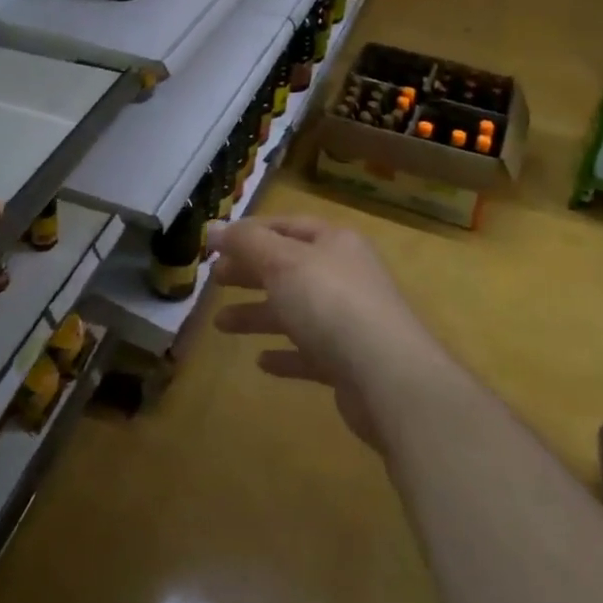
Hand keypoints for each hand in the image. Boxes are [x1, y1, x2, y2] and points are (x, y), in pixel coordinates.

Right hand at [211, 215, 428, 448]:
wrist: (388, 377)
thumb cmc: (330, 303)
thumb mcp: (281, 262)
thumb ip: (246, 243)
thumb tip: (214, 227)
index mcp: (334, 243)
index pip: (286, 226)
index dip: (250, 232)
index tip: (215, 244)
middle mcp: (344, 276)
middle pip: (289, 267)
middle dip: (250, 272)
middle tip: (214, 280)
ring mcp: (349, 321)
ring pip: (295, 311)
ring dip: (257, 314)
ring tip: (220, 324)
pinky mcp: (349, 363)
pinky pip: (309, 353)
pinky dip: (285, 354)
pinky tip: (262, 361)